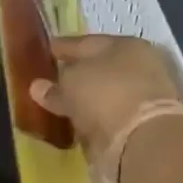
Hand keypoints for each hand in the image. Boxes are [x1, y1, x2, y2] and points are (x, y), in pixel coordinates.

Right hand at [28, 35, 182, 167]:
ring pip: (106, 93)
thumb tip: (38, 87)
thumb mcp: (71, 83)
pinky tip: (78, 124)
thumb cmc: (106, 95)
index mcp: (125, 44)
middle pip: (99, 68)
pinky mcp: (144, 125)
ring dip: (86, 99)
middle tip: (50, 81)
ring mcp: (144, 96)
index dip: (62, 47)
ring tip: (61, 106)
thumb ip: (54, 86)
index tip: (44, 51)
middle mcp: (139, 66)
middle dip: (76, 74)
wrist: (145, 140)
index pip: (86, 42)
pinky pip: (110, 116)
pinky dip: (95, 119)